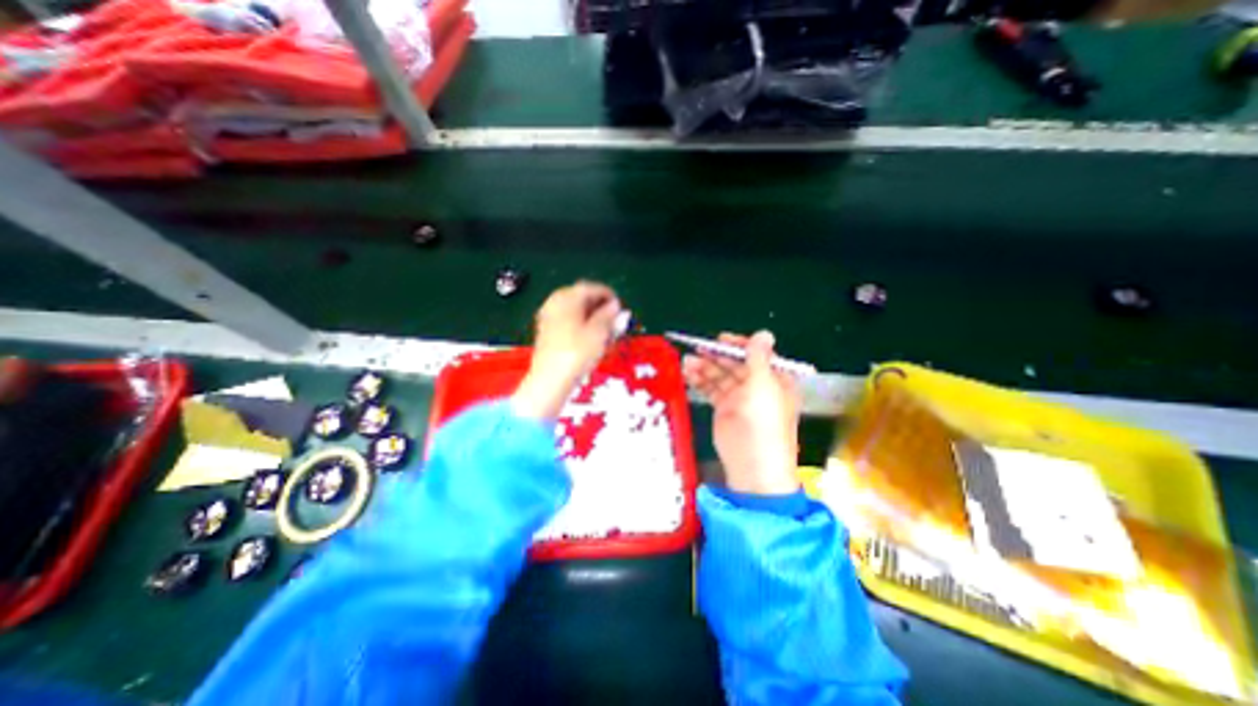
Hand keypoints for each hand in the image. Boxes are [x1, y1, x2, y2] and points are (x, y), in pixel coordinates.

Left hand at [512, 279, 619, 419]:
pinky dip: (580, 325)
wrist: (550, 380)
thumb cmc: (577, 353)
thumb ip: (609, 315)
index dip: (608, 295)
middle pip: (581, 298)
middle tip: (615, 320)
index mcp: (567, 297)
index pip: (591, 288)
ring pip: (574, 311)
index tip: (620, 306)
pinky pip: (567, 321)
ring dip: (591, 317)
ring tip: (605, 333)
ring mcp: (548, 317)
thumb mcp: (599, 332)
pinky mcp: (546, 332)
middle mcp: (555, 302)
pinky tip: (590, 340)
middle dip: (599, 307)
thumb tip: (615, 305)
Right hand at [685, 331, 799, 492]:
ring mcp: (740, 398)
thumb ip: (758, 358)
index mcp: (774, 379)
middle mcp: (758, 386)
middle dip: (716, 356)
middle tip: (697, 349)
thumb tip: (764, 333)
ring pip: (721, 376)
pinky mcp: (724, 409)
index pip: (756, 355)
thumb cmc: (763, 423)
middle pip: (735, 364)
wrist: (752, 465)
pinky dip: (700, 381)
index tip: (719, 340)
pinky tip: (688, 374)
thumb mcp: (762, 386)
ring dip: (704, 367)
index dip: (738, 345)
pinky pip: (712, 389)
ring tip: (687, 362)